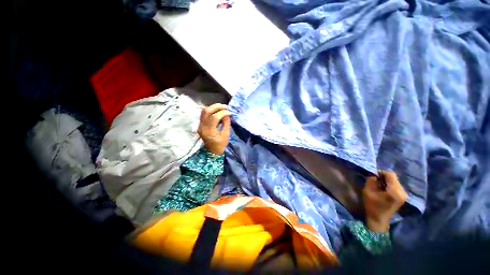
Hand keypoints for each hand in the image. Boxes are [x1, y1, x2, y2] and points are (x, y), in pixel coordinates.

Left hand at [197, 103, 231, 154]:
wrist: (212, 151)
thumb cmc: (220, 144)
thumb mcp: (226, 134)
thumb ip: (226, 123)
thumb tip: (227, 113)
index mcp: (209, 131)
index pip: (214, 117)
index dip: (223, 113)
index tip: (230, 112)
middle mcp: (202, 127)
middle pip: (206, 111)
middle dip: (216, 106)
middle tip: (225, 107)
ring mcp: (199, 125)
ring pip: (204, 111)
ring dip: (213, 107)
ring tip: (222, 108)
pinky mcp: (200, 124)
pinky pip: (204, 114)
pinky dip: (211, 111)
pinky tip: (218, 111)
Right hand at [362, 171, 407, 231]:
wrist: (378, 219)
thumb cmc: (372, 205)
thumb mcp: (367, 191)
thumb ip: (371, 181)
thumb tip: (375, 175)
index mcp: (395, 191)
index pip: (390, 175)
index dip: (381, 172)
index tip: (373, 176)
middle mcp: (402, 192)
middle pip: (394, 178)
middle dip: (384, 177)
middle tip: (375, 181)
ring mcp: (404, 195)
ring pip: (395, 181)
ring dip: (386, 181)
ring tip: (379, 186)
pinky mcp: (403, 197)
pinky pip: (396, 186)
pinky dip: (389, 185)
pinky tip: (383, 190)